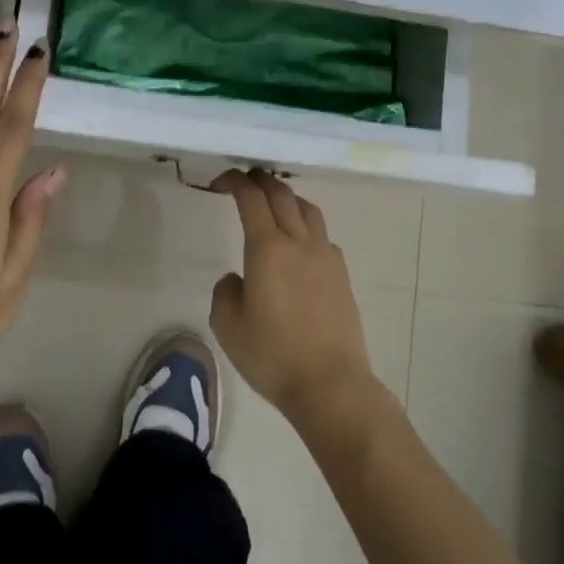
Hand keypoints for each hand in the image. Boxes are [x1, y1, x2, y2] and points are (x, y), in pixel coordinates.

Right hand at [209, 169, 375, 424]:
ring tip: (274, 204)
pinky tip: (299, 244)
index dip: (235, 181)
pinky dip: (306, 225)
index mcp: (267, 248)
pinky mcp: (342, 275)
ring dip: (288, 197)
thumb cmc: (272, 355)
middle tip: (245, 179)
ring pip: (308, 209)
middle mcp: (299, 242)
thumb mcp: (228, 326)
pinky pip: (322, 235)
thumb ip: (225, 292)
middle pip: (282, 194)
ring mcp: (325, 256)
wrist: (329, 384)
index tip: (221, 180)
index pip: (250, 198)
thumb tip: (238, 278)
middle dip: (261, 181)